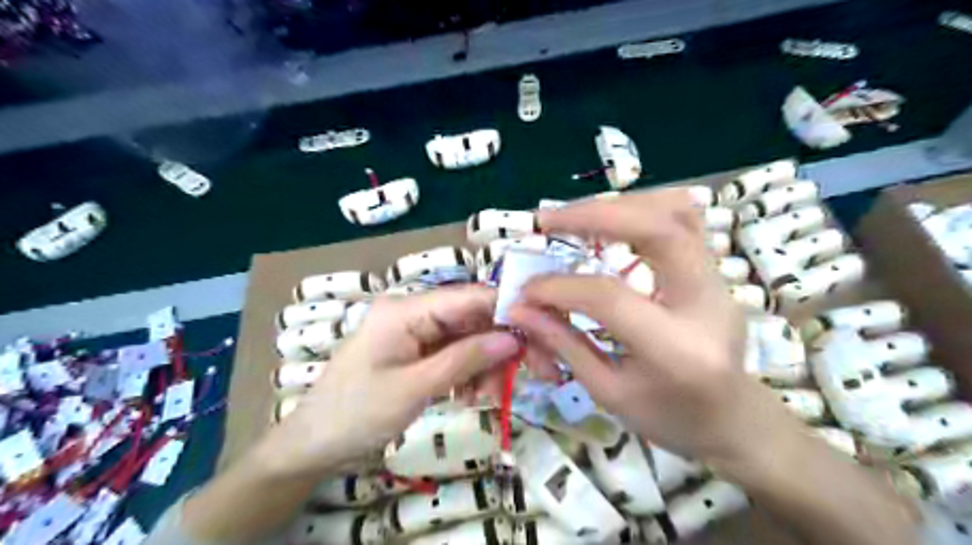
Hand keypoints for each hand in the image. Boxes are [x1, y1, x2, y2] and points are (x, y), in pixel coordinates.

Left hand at [258, 286, 514, 475]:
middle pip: (472, 319)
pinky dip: (469, 373)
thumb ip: (466, 359)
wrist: (314, 443)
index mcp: (406, 309)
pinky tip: (472, 396)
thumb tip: (514, 337)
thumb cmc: (357, 413)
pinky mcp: (417, 350)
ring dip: (486, 364)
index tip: (542, 331)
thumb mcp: (415, 387)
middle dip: (501, 345)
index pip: (469, 297)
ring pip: (468, 339)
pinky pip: (454, 354)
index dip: (508, 308)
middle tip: (534, 372)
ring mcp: (415, 331)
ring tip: (490, 396)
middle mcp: (414, 312)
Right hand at [509, 189, 796, 465]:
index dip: (559, 287)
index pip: (609, 296)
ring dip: (620, 205)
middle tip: (548, 220)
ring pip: (678, 212)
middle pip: (659, 228)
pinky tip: (611, 221)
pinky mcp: (715, 271)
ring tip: (577, 217)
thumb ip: (564, 343)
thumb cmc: (670, 418)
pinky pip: (683, 221)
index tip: (526, 290)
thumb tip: (520, 308)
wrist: (735, 419)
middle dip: (595, 215)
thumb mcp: (609, 392)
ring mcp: (718, 280)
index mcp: (676, 349)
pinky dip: (642, 210)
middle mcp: (705, 303)